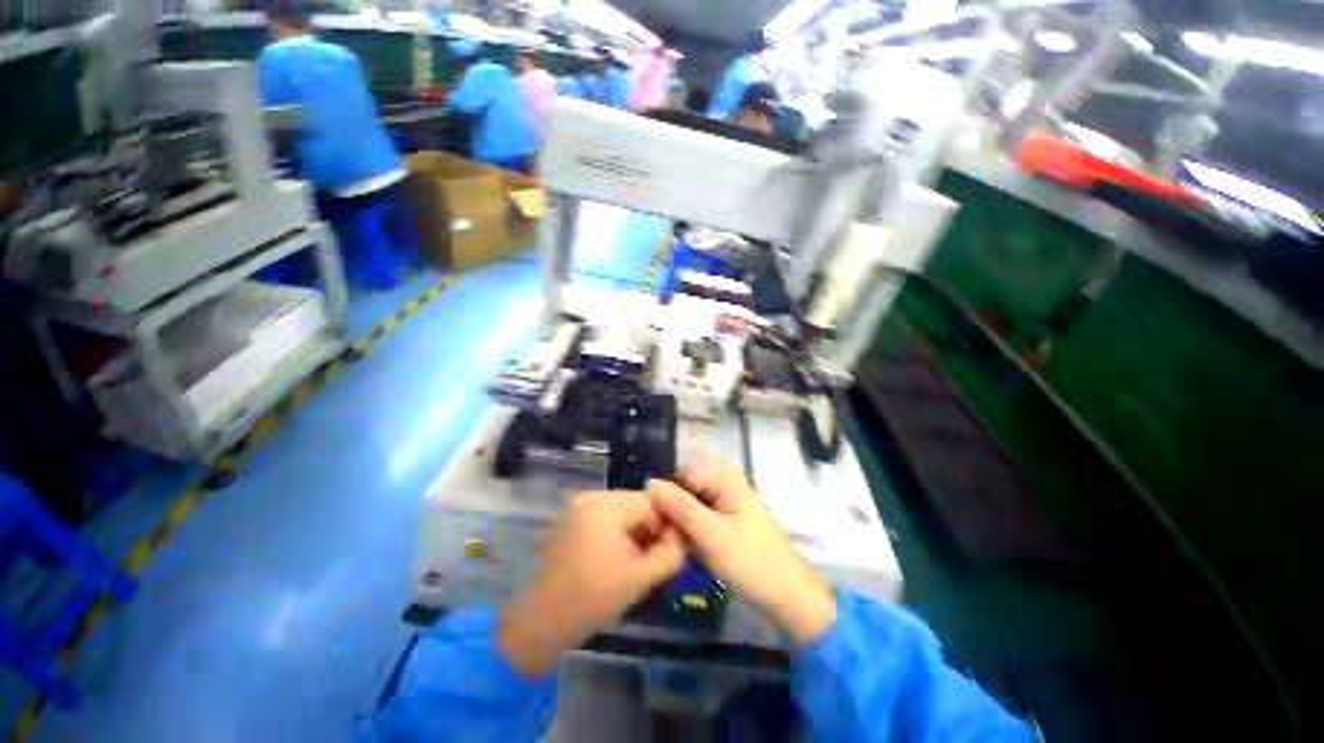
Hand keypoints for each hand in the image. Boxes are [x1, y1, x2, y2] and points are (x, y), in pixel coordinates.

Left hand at [498, 491, 685, 677]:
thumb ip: (671, 553)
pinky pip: (604, 516)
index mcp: (606, 506)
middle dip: (650, 527)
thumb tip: (684, 535)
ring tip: (637, 558)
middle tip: (655, 555)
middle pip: (636, 503)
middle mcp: (591, 496)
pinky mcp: (570, 518)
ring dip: (634, 529)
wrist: (542, 622)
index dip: (667, 523)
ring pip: (621, 510)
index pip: (651, 501)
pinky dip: (616, 531)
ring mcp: (577, 506)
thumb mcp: (641, 578)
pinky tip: (617, 556)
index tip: (672, 548)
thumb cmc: (594, 599)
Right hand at [647, 465, 836, 647]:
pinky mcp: (729, 523)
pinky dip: (692, 532)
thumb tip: (649, 481)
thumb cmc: (750, 560)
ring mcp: (729, 503)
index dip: (665, 496)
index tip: (653, 523)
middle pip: (687, 489)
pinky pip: (702, 519)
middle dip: (673, 512)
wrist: (788, 597)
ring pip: (692, 506)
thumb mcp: (708, 531)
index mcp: (725, 476)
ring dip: (682, 524)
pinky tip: (687, 550)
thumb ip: (678, 505)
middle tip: (664, 538)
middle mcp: (726, 483)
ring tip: (675, 546)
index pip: (681, 475)